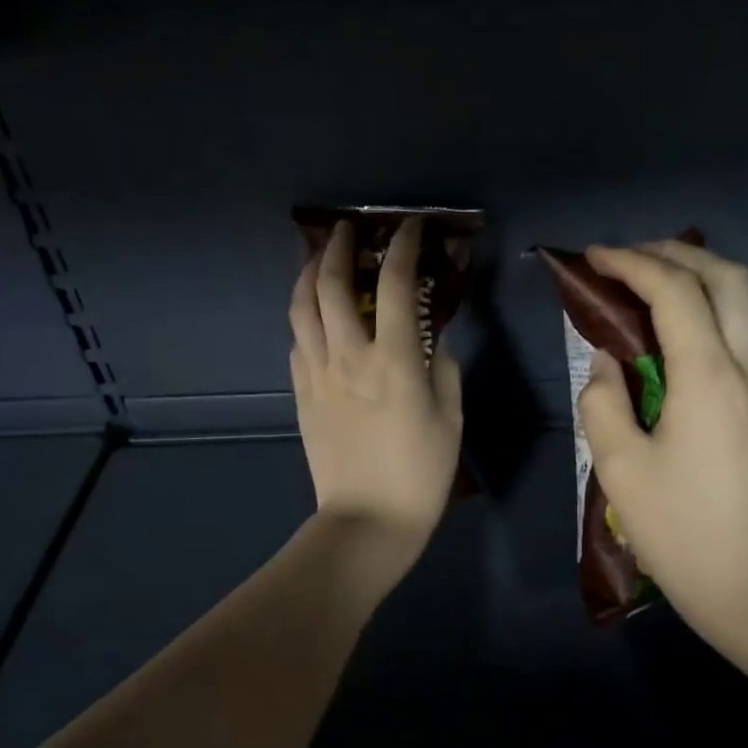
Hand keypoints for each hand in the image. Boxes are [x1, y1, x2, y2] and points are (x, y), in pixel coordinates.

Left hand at [290, 217, 462, 559]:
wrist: (368, 520)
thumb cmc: (420, 473)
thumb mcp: (451, 419)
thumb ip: (442, 370)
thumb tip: (430, 341)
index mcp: (393, 360)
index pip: (393, 284)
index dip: (401, 247)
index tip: (408, 227)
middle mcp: (349, 356)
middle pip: (331, 284)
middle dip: (338, 247)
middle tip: (349, 230)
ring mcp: (317, 375)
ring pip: (301, 308)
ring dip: (308, 274)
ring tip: (319, 259)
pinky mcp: (301, 395)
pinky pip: (296, 343)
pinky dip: (305, 318)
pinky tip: (315, 317)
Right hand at [578, 241, 747, 646]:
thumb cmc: (679, 531)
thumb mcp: (619, 468)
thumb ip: (603, 402)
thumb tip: (607, 364)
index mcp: (707, 377)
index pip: (674, 292)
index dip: (631, 263)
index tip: (593, 257)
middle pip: (727, 278)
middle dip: (675, 255)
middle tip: (629, 260)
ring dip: (710, 276)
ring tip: (665, 284)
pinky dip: (730, 307)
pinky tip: (699, 330)